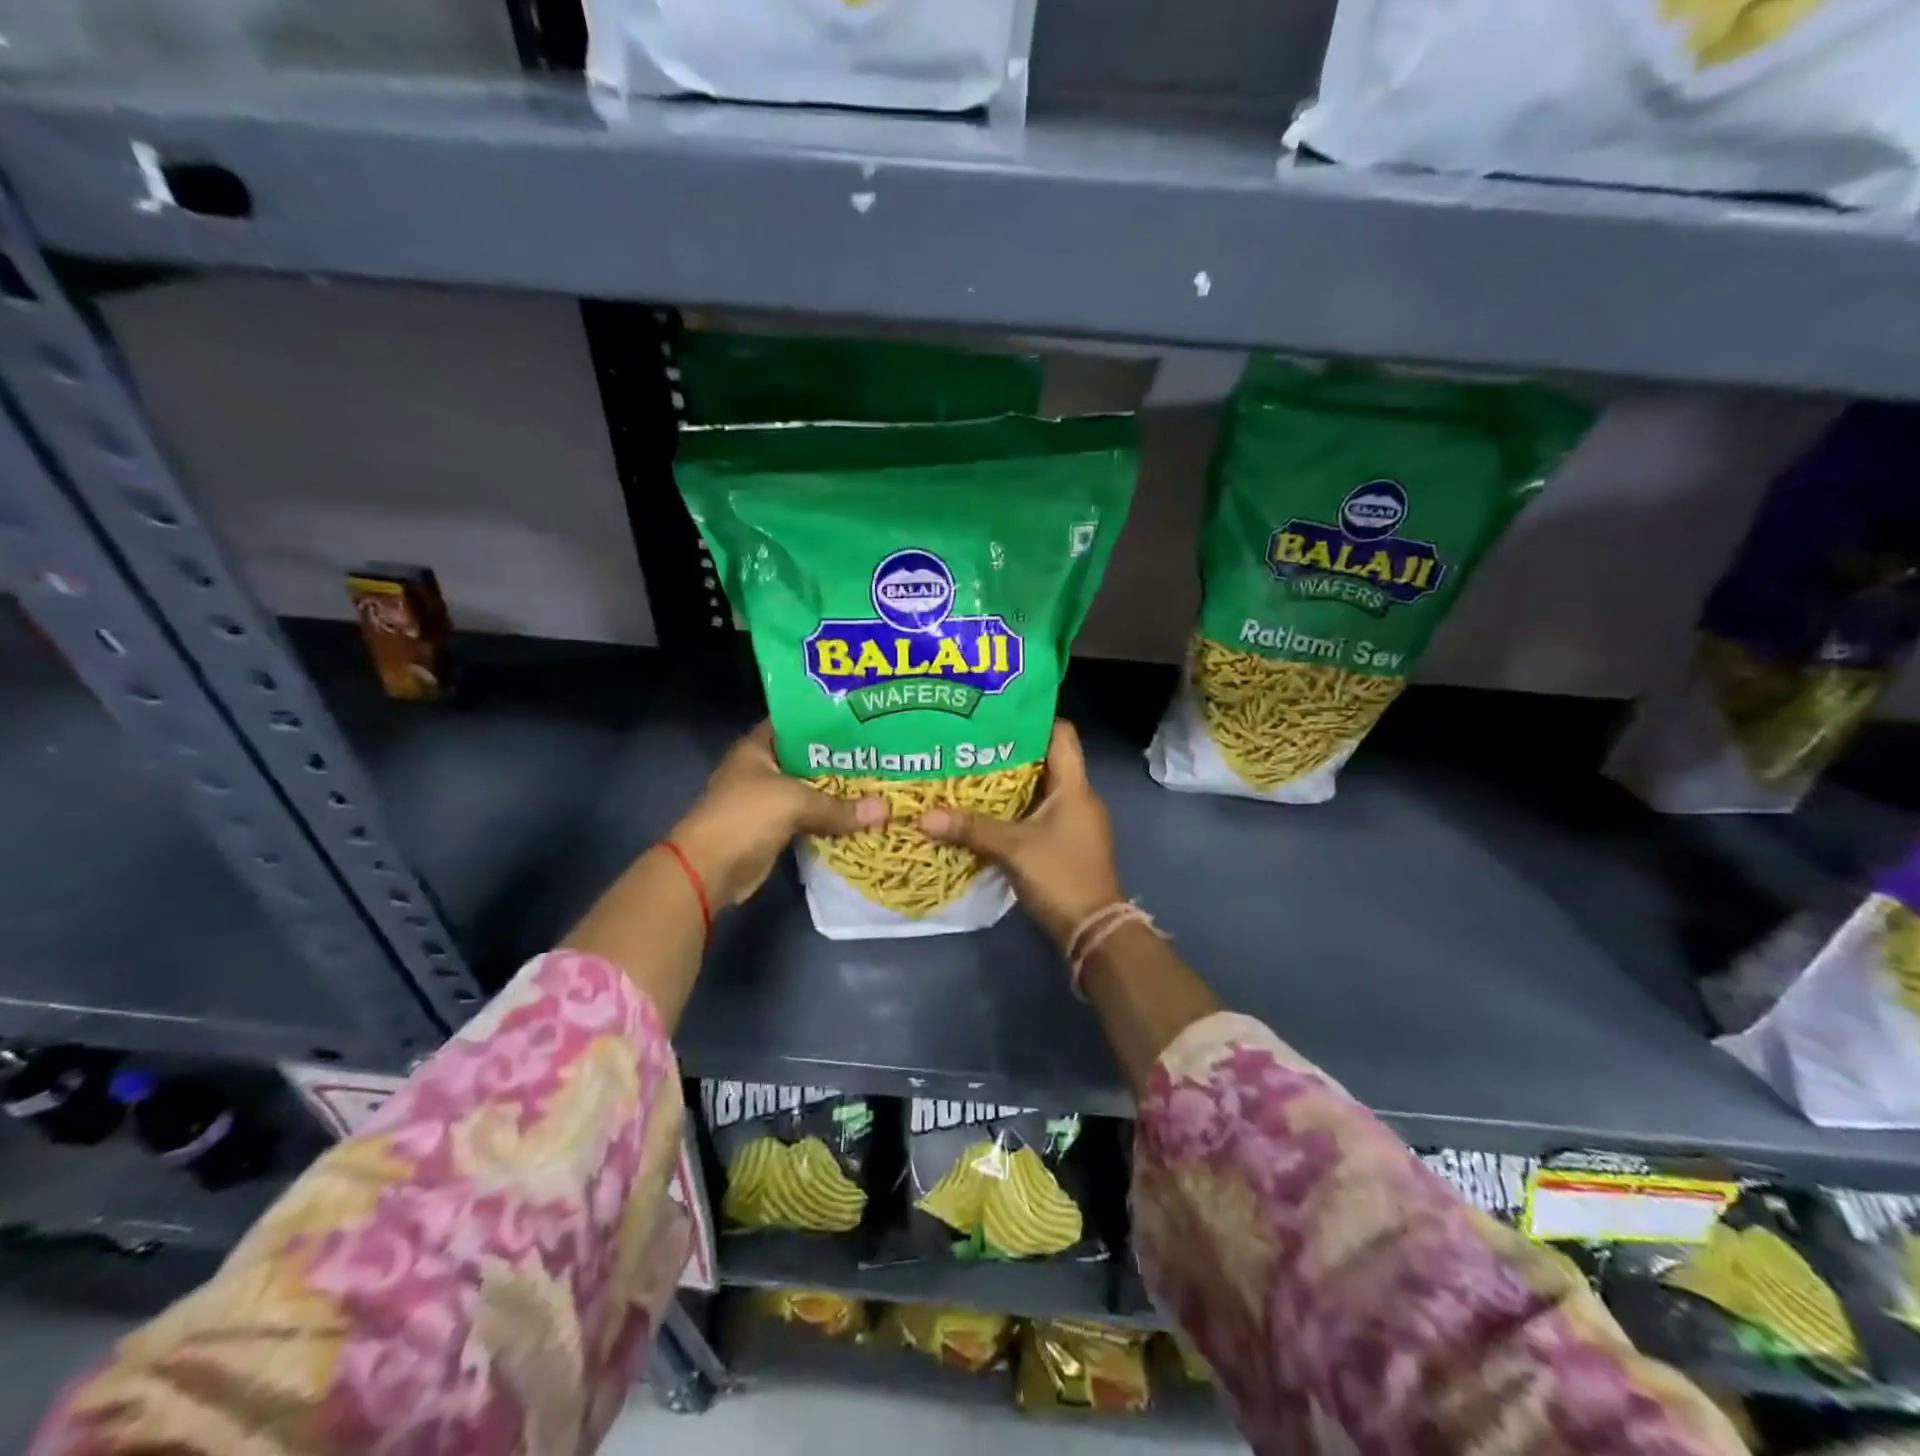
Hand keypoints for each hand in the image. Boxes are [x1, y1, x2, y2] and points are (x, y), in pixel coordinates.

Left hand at [670, 723, 885, 906]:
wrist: (708, 870)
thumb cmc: (745, 817)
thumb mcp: (795, 802)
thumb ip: (839, 806)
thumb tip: (886, 810)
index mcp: (758, 747)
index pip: (795, 723)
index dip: (825, 719)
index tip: (861, 719)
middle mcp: (762, 768)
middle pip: (808, 758)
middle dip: (841, 759)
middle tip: (880, 753)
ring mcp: (767, 800)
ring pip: (811, 790)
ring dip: (838, 792)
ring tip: (878, 781)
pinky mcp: (775, 828)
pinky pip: (810, 818)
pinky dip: (830, 818)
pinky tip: (861, 814)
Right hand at [919, 720, 1122, 948]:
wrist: (1093, 929)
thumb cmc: (1060, 876)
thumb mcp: (1012, 849)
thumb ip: (970, 828)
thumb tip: (923, 817)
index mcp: (1074, 787)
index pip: (1062, 734)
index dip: (1034, 719)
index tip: (998, 713)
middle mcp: (1079, 798)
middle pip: (1047, 760)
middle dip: (1011, 752)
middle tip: (972, 743)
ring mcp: (1075, 821)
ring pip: (1041, 789)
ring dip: (1011, 783)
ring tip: (971, 772)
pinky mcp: (1068, 843)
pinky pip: (1040, 813)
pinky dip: (1016, 809)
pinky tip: (987, 812)